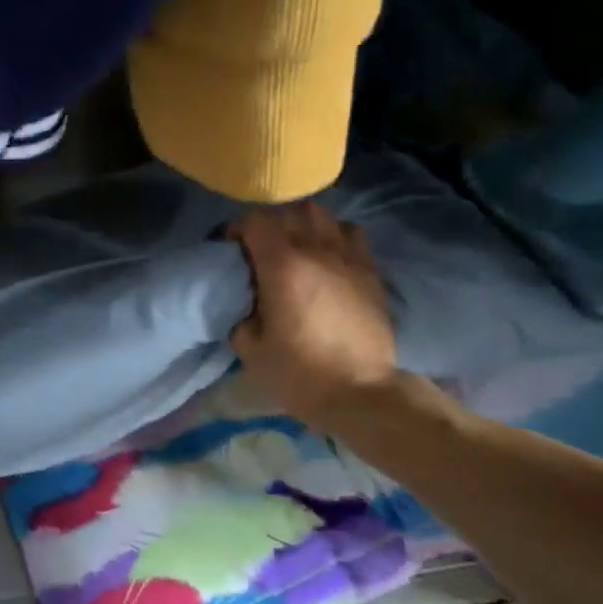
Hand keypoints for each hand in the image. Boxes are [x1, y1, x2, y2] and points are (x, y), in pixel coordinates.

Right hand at [227, 202, 400, 434]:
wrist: (361, 392)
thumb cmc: (299, 373)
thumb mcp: (250, 348)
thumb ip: (241, 313)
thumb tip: (244, 300)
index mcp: (282, 266)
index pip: (256, 221)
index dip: (239, 228)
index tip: (232, 248)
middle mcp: (316, 250)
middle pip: (290, 211)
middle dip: (271, 223)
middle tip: (262, 247)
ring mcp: (348, 258)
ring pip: (323, 215)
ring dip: (304, 224)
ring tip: (297, 246)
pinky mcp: (371, 271)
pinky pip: (351, 234)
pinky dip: (335, 235)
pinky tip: (328, 256)